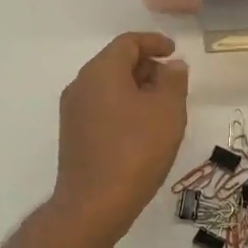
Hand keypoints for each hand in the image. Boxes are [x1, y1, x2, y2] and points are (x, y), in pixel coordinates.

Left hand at [52, 33, 188, 240]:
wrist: (94, 204)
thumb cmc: (136, 150)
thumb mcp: (168, 111)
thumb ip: (173, 81)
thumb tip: (172, 66)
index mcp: (101, 71)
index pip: (128, 42)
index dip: (154, 43)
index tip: (174, 52)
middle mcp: (81, 84)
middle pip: (115, 62)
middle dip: (146, 66)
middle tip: (173, 83)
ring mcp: (72, 111)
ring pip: (108, 86)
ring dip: (135, 88)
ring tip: (161, 108)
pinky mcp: (73, 134)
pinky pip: (101, 107)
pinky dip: (122, 106)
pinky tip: (142, 128)